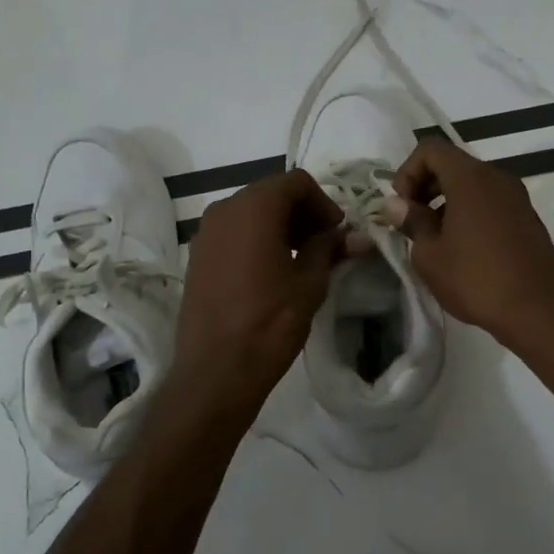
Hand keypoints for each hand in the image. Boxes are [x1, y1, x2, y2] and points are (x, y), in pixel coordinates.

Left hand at [172, 168, 346, 419]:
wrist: (216, 371)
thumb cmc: (270, 323)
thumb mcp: (310, 284)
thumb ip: (330, 249)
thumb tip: (356, 235)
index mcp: (253, 208)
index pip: (296, 182)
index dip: (323, 202)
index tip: (337, 233)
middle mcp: (224, 210)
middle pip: (271, 193)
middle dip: (302, 213)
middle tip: (325, 245)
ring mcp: (205, 233)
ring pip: (250, 213)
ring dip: (279, 226)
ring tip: (301, 260)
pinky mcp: (197, 257)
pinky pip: (233, 233)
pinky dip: (256, 239)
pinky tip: (272, 271)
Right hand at [390, 139, 553, 352]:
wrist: (540, 311)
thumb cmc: (477, 280)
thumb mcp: (430, 255)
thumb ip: (411, 222)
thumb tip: (395, 204)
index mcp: (471, 178)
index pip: (431, 149)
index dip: (407, 172)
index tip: (402, 207)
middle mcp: (497, 178)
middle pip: (452, 164)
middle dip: (425, 187)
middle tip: (412, 223)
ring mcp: (517, 198)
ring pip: (472, 185)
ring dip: (446, 203)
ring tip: (435, 242)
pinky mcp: (527, 219)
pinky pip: (490, 203)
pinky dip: (469, 214)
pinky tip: (463, 251)